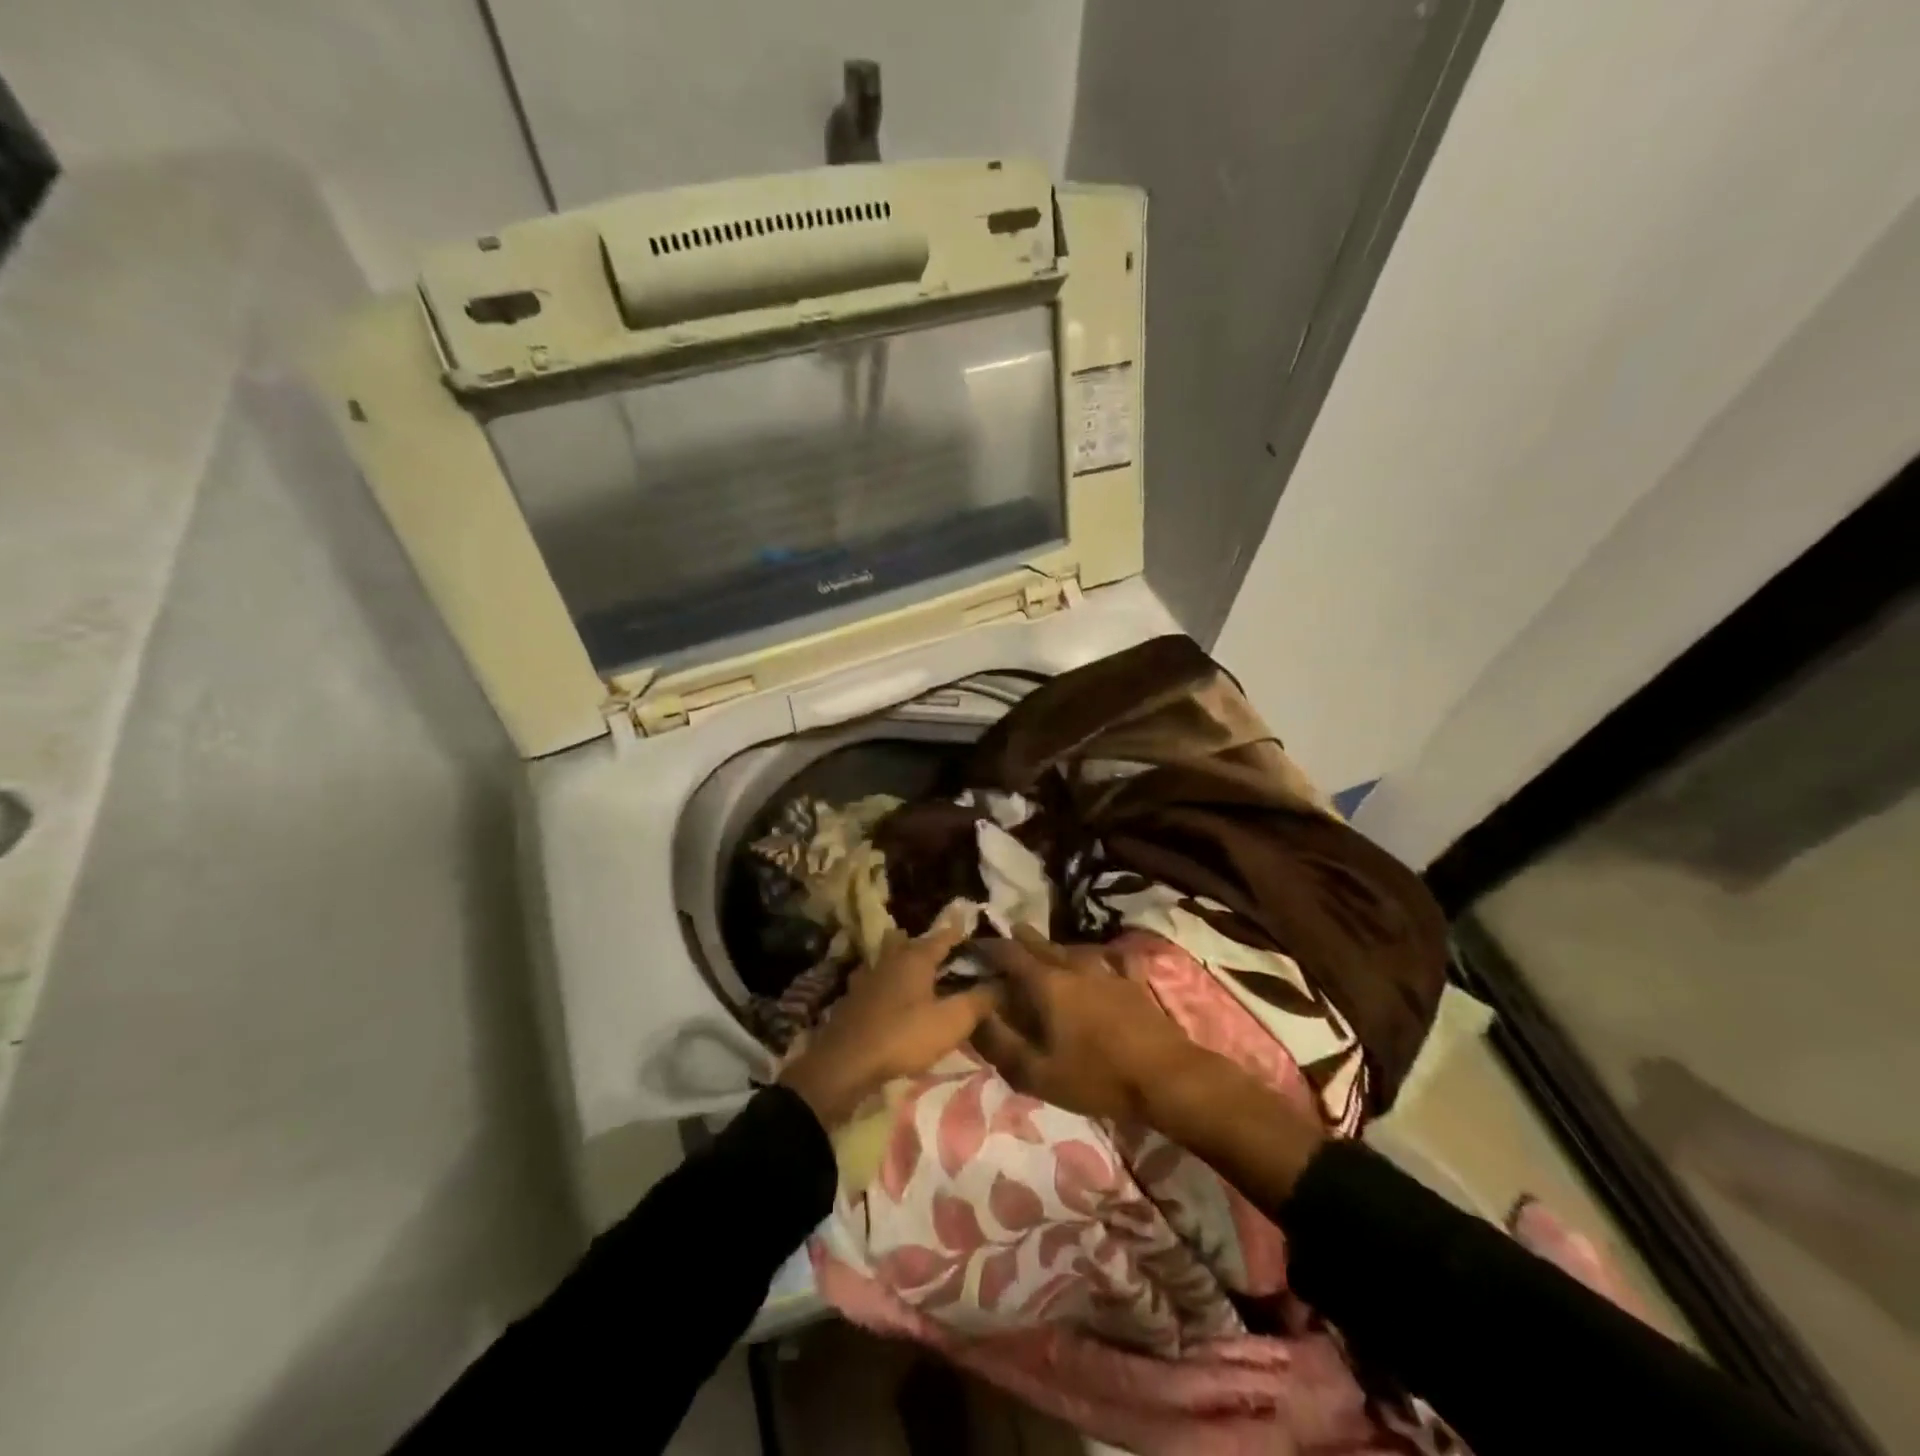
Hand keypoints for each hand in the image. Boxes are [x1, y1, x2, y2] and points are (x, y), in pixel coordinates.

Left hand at [779, 914, 994, 1127]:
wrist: (845, 1063)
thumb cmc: (903, 1036)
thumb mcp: (951, 1022)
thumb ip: (979, 1000)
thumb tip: (1002, 983)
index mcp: (916, 956)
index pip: (945, 935)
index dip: (963, 934)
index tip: (980, 937)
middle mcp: (891, 957)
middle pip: (915, 943)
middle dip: (933, 947)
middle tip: (953, 959)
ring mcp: (868, 975)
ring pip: (893, 958)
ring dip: (908, 962)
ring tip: (926, 977)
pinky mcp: (854, 997)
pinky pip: (879, 980)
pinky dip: (890, 983)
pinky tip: (895, 997)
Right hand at [970, 925, 1200, 1124]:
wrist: (1165, 1077)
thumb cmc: (1096, 1077)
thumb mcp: (1036, 1072)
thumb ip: (999, 1043)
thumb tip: (974, 1015)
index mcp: (1047, 984)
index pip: (1009, 955)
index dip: (988, 948)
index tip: (973, 947)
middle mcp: (1074, 967)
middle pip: (1042, 945)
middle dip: (1021, 939)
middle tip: (1008, 934)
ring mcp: (1107, 971)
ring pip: (1075, 949)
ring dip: (1056, 946)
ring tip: (1046, 945)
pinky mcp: (1134, 983)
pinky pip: (1116, 959)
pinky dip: (1105, 955)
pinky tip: (1106, 956)